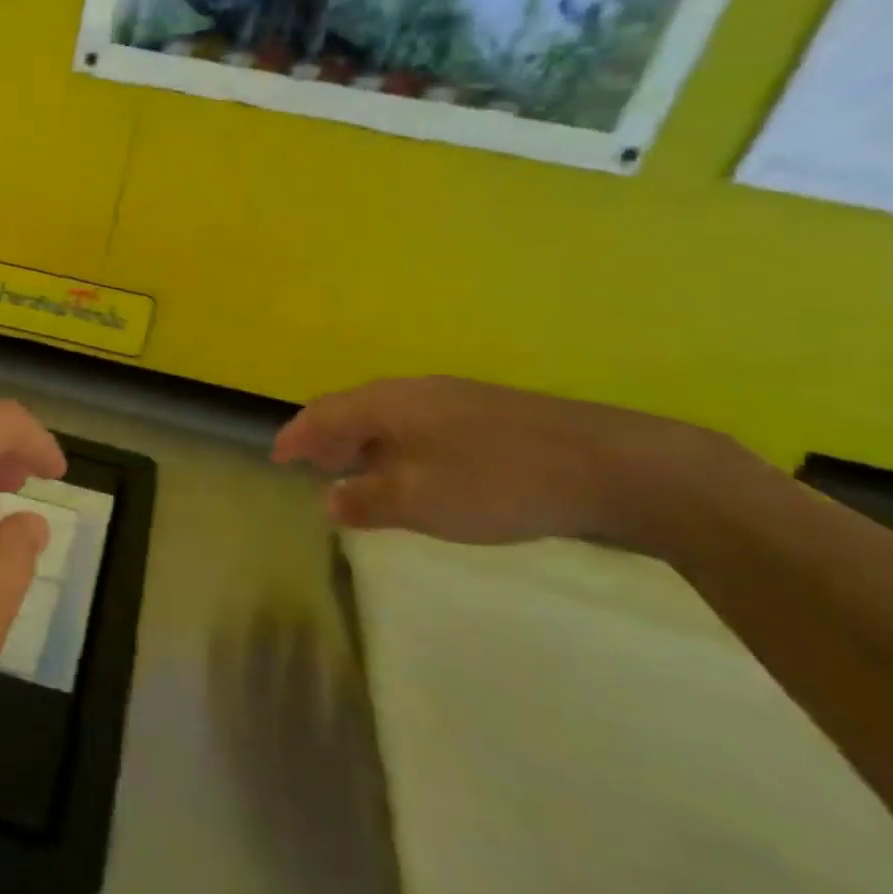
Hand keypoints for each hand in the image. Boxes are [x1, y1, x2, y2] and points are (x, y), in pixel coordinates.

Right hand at [272, 376, 721, 547]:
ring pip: (392, 418)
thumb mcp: (420, 501)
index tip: (276, 458)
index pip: (325, 412)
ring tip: (358, 475)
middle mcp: (418, 392)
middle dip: (329, 439)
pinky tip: (415, 475)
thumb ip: (366, 500)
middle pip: (356, 409)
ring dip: (365, 445)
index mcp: (391, 403)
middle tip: (315, 470)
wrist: (616, 467)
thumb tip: (330, 500)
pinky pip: (422, 428)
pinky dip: (399, 448)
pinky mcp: (492, 417)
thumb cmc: (499, 482)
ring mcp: (459, 400)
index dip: (297, 436)